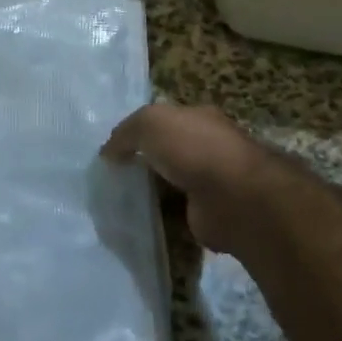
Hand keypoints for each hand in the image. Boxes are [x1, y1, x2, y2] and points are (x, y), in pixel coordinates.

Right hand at [102, 102, 291, 253]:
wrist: (234, 197)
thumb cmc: (193, 148)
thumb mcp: (150, 123)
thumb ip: (125, 133)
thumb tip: (108, 153)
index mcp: (198, 119)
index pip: (165, 121)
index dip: (140, 132)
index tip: (114, 150)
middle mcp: (207, 148)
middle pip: (167, 153)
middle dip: (144, 164)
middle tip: (111, 177)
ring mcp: (211, 183)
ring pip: (171, 184)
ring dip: (151, 193)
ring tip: (118, 201)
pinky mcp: (208, 215)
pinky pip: (176, 214)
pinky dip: (160, 218)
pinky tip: (137, 222)